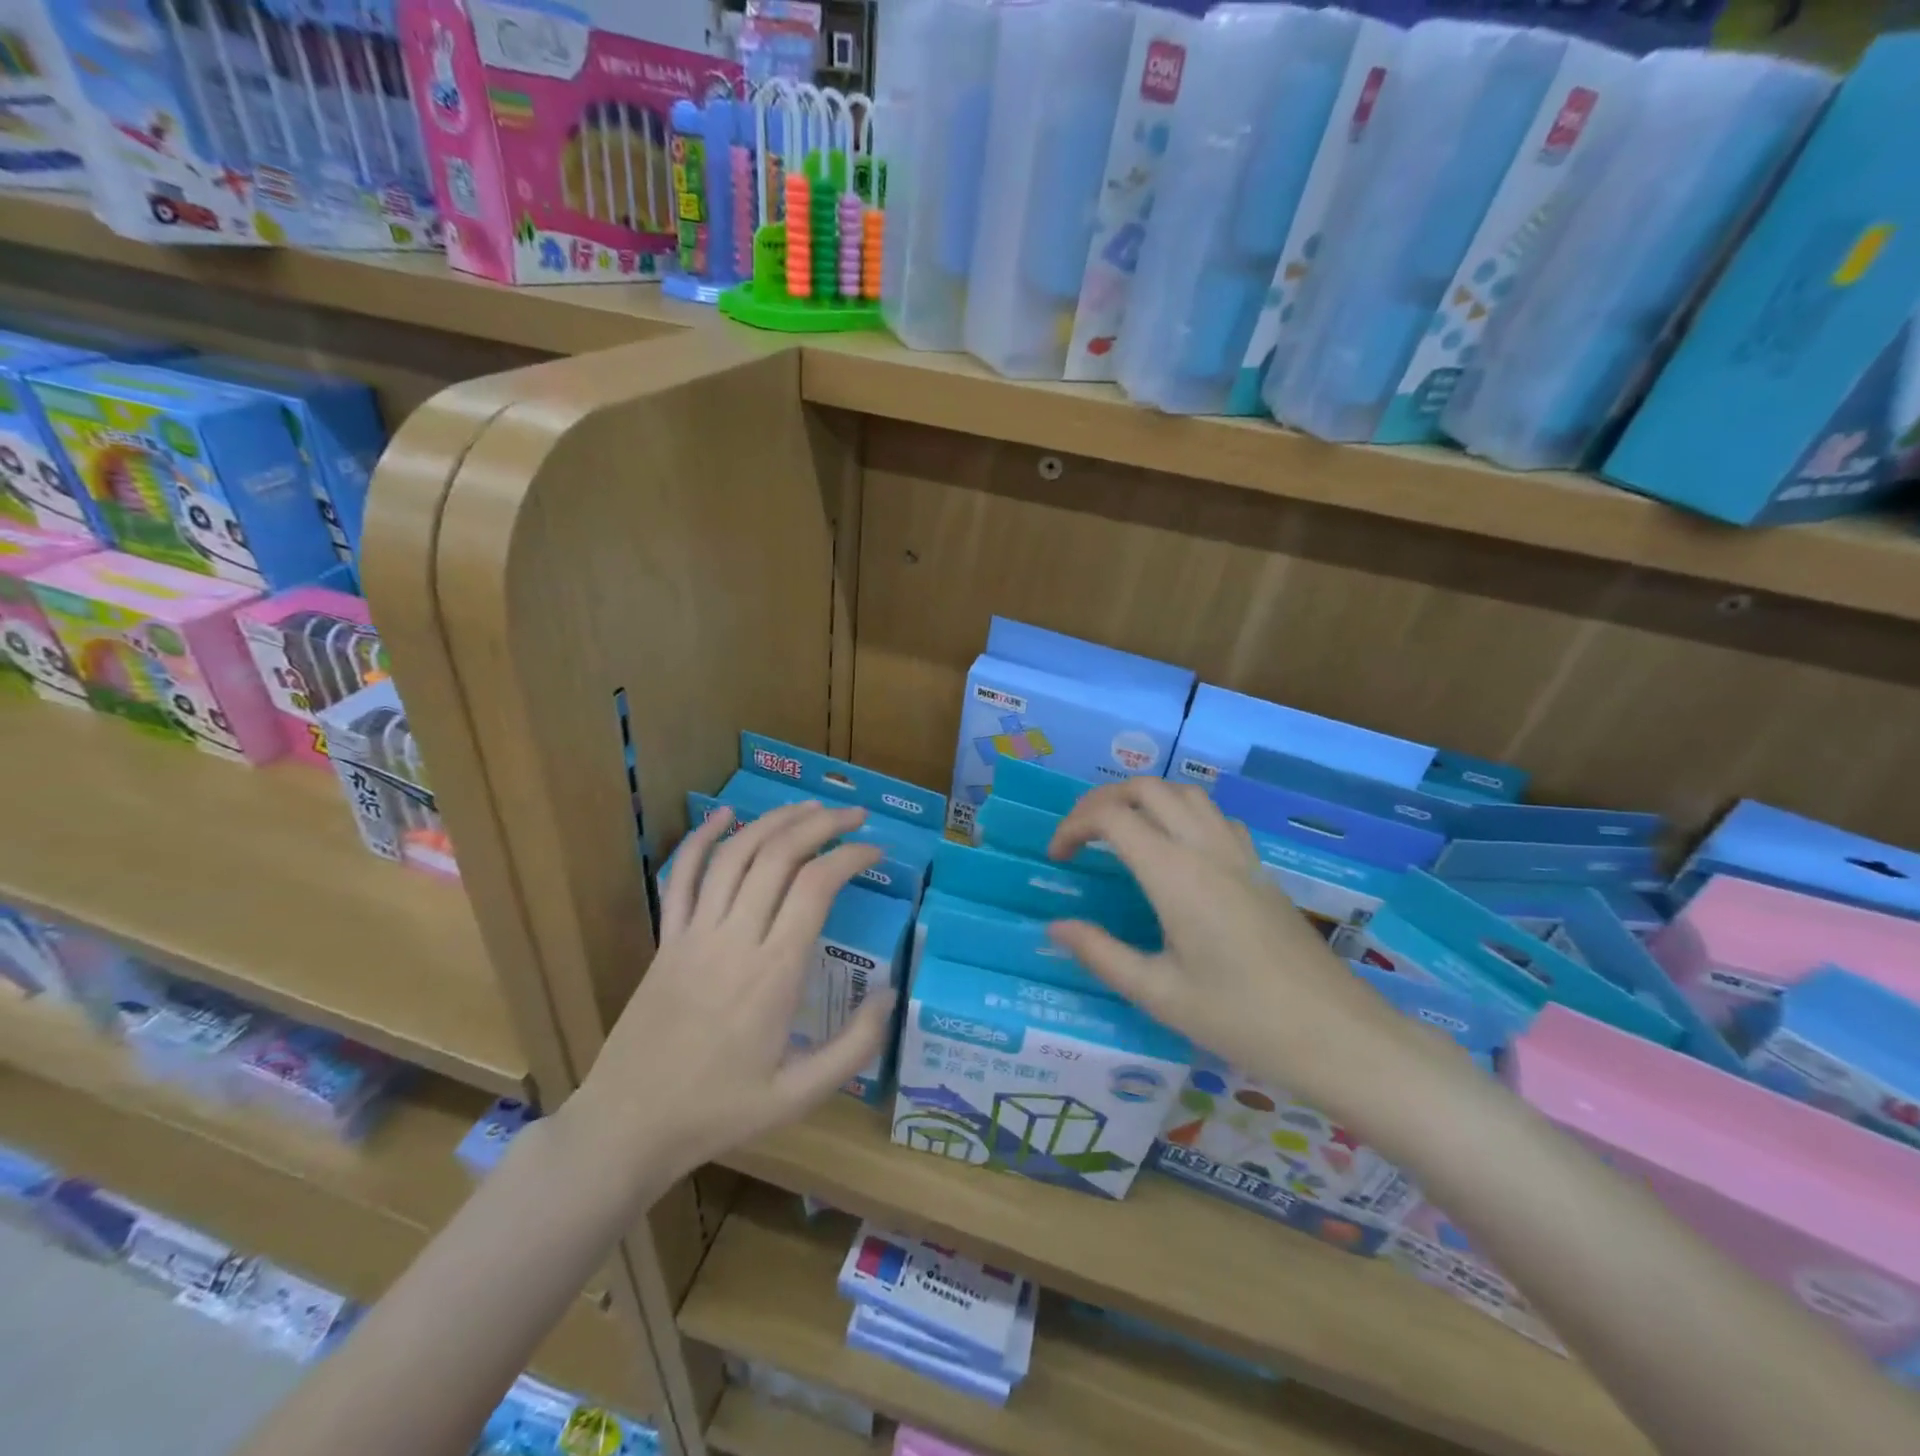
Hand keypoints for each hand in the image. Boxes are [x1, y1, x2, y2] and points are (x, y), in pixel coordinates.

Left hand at [564, 801, 895, 1190]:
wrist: (628, 1126)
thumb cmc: (718, 1112)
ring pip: (734, 855)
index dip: (850, 856)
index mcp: (774, 973)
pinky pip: (681, 877)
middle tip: (852, 815)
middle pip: (779, 856)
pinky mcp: (665, 939)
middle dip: (821, 824)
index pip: (816, 887)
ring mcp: (693, 934)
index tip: (875, 850)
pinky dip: (701, 838)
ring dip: (773, 821)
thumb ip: (854, 1047)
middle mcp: (734, 939)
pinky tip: (725, 815)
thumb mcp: (799, 1096)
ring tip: (807, 806)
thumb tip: (890, 995)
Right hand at [1046, 779, 1410, 1109]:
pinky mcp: (1260, 868)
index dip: (1073, 826)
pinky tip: (1176, 850)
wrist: (1337, 1035)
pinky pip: (1215, 815)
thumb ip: (1101, 954)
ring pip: (1185, 793)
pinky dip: (1182, 812)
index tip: (1057, 858)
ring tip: (1120, 833)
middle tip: (1080, 836)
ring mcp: (1239, 854)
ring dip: (1144, 798)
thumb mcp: (1159, 994)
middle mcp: (1205, 848)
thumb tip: (1055, 927)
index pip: (1112, 817)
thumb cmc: (1242, 1019)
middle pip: (1147, 788)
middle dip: (1103, 800)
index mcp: (1174, 874)